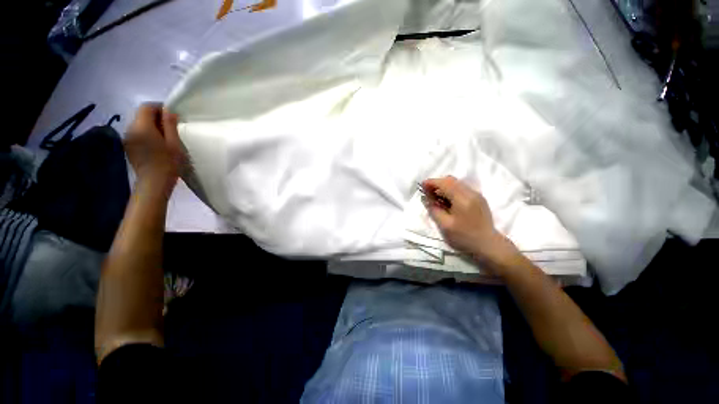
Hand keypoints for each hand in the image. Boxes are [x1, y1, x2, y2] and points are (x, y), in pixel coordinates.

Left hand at [124, 103, 184, 191]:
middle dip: (156, 117)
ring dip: (152, 126)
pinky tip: (157, 145)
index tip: (172, 115)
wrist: (153, 183)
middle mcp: (130, 129)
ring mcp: (128, 139)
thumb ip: (170, 124)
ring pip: (139, 125)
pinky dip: (147, 134)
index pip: (146, 107)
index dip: (159, 107)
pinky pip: (137, 134)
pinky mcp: (128, 147)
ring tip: (165, 137)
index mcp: (142, 127)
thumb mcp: (174, 143)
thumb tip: (169, 110)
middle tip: (172, 127)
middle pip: (141, 115)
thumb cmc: (168, 163)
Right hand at [422, 176, 518, 270]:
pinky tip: (447, 200)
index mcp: (462, 199)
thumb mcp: (445, 225)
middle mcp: (471, 193)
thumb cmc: (464, 237)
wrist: (488, 245)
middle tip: (427, 193)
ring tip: (435, 197)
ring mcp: (477, 195)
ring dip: (444, 186)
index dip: (431, 182)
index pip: (445, 183)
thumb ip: (434, 209)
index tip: (421, 186)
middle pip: (451, 180)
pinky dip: (451, 190)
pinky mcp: (479, 199)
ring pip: (457, 183)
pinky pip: (462, 188)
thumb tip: (425, 198)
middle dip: (437, 183)